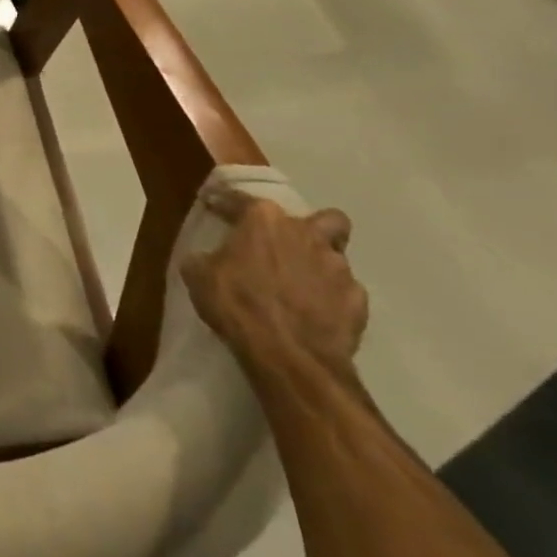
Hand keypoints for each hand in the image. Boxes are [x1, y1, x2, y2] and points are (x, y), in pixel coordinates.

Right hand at [182, 195, 367, 376]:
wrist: (289, 356)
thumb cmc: (238, 305)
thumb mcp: (199, 277)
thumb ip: (203, 258)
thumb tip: (204, 259)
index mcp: (263, 219)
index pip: (241, 199)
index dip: (225, 203)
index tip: (214, 205)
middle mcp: (306, 233)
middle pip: (321, 219)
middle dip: (308, 230)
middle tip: (287, 247)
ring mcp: (339, 267)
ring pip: (337, 256)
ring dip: (320, 266)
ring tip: (302, 287)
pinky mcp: (358, 301)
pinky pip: (346, 293)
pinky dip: (333, 300)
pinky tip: (317, 314)